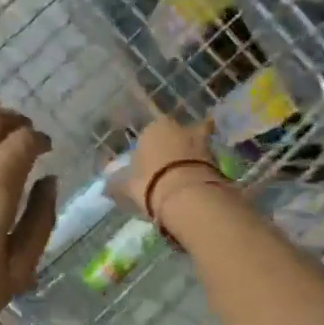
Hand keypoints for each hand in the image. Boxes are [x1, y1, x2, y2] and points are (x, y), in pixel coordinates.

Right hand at [116, 115, 230, 236]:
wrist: (187, 196)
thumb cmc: (150, 184)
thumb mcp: (127, 187)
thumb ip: (117, 185)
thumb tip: (105, 188)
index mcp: (154, 128)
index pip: (150, 133)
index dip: (149, 149)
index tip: (148, 165)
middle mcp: (179, 128)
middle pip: (178, 134)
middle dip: (177, 146)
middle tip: (172, 167)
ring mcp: (202, 142)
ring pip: (197, 145)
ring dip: (194, 156)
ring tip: (188, 176)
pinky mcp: (218, 159)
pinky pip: (208, 162)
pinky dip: (205, 170)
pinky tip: (200, 183)